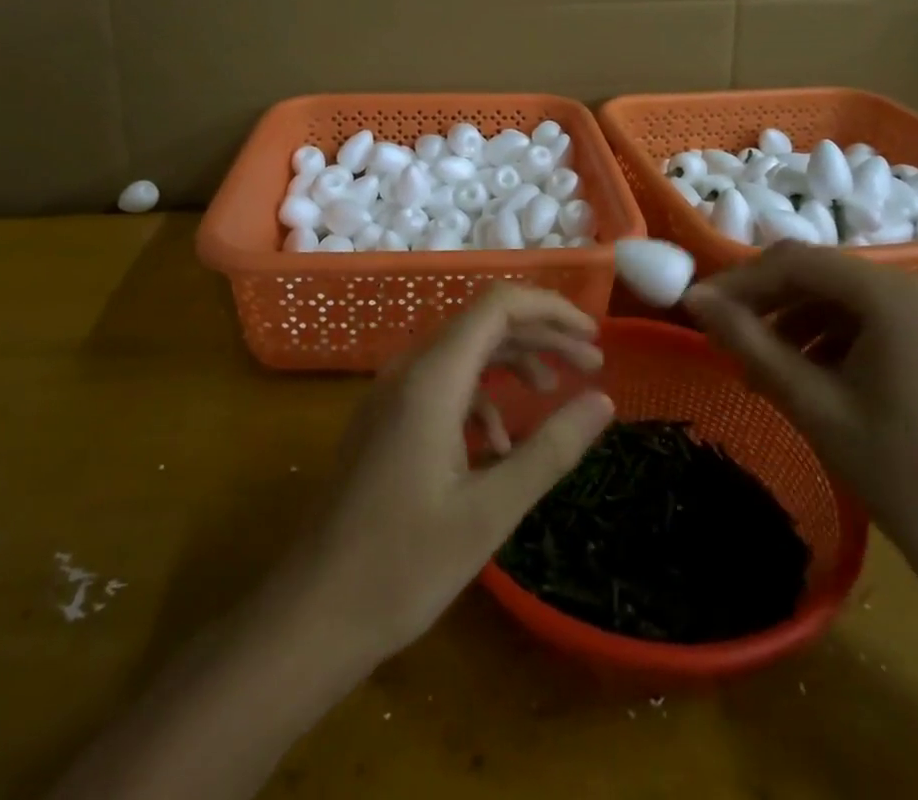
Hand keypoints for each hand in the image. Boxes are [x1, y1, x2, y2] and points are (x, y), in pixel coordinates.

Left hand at [279, 285, 614, 661]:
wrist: (314, 611)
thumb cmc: (405, 564)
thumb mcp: (491, 510)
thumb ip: (551, 449)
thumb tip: (603, 401)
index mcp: (432, 378)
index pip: (498, 306)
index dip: (550, 309)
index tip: (595, 335)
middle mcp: (409, 370)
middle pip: (484, 324)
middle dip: (541, 336)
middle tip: (592, 362)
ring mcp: (392, 394)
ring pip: (464, 352)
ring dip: (513, 362)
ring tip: (556, 389)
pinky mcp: (386, 419)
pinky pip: (443, 384)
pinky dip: (482, 396)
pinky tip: (501, 442)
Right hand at [682, 243, 917, 589]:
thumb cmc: (898, 473)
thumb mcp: (811, 403)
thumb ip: (748, 341)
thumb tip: (694, 299)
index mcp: (896, 296)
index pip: (798, 263)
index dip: (741, 281)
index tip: (699, 305)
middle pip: (823, 274)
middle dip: (768, 300)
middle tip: (723, 331)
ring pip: (845, 296)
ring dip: (796, 319)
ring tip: (759, 362)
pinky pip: (873, 317)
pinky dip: (832, 335)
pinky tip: (805, 371)